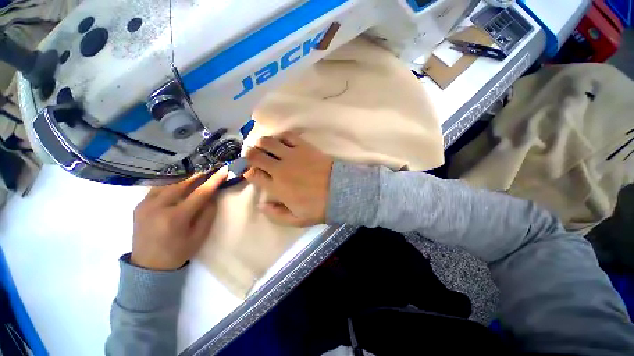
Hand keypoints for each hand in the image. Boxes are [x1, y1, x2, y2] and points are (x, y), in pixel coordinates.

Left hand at [131, 168, 227, 270]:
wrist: (148, 266)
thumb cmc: (178, 252)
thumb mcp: (199, 235)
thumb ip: (208, 213)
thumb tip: (212, 195)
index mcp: (176, 218)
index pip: (199, 193)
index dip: (214, 180)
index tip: (224, 170)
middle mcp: (158, 207)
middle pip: (182, 183)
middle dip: (198, 174)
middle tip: (210, 169)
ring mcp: (145, 205)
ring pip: (168, 183)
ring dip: (184, 177)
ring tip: (196, 174)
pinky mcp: (139, 205)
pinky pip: (158, 188)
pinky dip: (171, 183)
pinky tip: (179, 183)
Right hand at [244, 131, 333, 226]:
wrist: (340, 192)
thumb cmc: (318, 207)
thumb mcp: (296, 220)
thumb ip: (276, 215)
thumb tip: (261, 205)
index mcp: (276, 187)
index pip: (253, 175)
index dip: (248, 172)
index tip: (251, 172)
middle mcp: (280, 168)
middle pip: (255, 155)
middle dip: (249, 155)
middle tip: (253, 156)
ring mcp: (292, 155)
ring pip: (268, 142)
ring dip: (262, 143)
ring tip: (264, 147)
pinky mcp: (304, 147)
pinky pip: (288, 135)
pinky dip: (281, 136)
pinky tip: (281, 141)